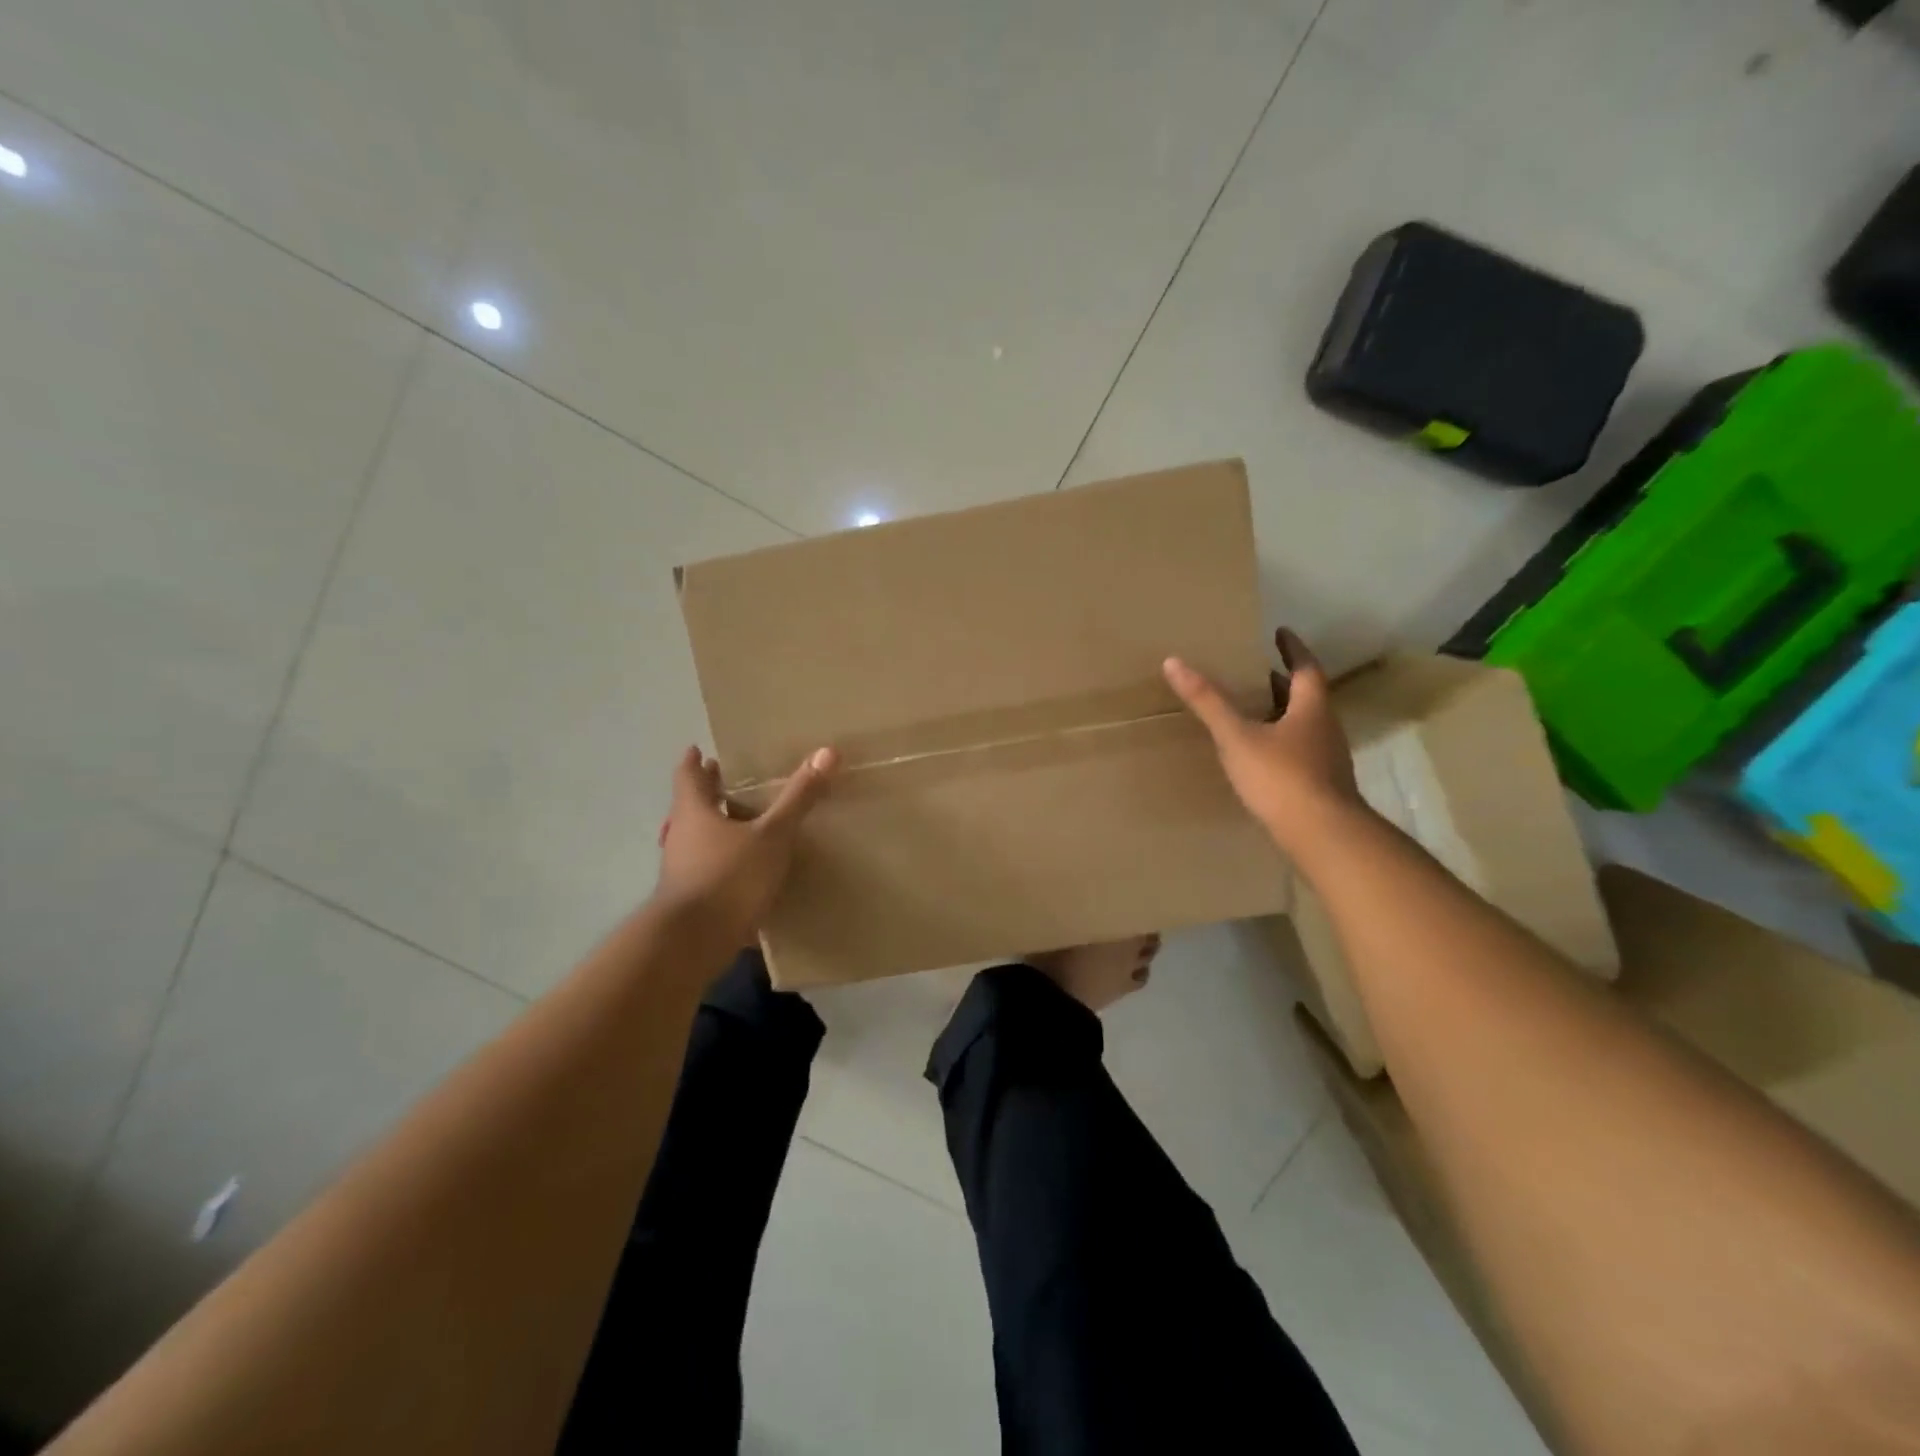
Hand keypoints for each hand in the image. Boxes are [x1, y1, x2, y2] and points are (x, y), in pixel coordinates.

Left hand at [653, 744, 837, 942]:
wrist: (692, 943)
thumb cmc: (728, 877)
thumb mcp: (771, 835)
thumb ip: (798, 798)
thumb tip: (827, 752)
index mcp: (694, 812)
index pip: (688, 776)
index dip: (693, 762)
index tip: (699, 750)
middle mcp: (681, 837)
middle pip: (692, 807)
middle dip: (709, 793)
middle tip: (728, 779)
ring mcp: (682, 870)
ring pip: (699, 839)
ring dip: (716, 828)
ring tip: (745, 824)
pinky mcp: (691, 900)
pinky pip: (707, 869)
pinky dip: (723, 861)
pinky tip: (747, 870)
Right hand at [1163, 628, 1364, 854]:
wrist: (1322, 835)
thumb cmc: (1281, 777)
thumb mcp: (1237, 737)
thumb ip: (1208, 702)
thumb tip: (1174, 661)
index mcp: (1312, 707)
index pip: (1305, 667)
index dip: (1292, 648)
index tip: (1280, 632)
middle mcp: (1325, 727)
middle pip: (1306, 696)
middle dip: (1283, 682)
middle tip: (1258, 671)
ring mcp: (1327, 759)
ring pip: (1304, 725)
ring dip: (1282, 713)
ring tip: (1253, 710)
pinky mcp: (1321, 785)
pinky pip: (1300, 752)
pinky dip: (1281, 743)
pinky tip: (1261, 756)